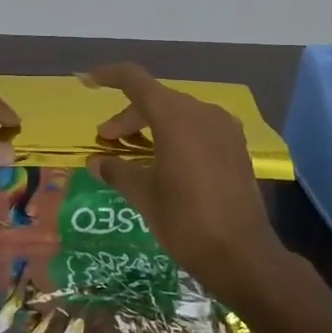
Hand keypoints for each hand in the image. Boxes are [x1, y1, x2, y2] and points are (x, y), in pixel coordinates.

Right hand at [81, 63, 285, 304]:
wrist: (243, 256)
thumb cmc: (186, 221)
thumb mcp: (143, 195)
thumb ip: (117, 170)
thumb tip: (96, 162)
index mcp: (176, 117)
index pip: (135, 81)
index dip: (109, 76)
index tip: (88, 81)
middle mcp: (202, 112)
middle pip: (156, 99)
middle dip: (128, 117)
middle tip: (106, 141)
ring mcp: (224, 128)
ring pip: (178, 114)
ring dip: (151, 126)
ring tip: (132, 152)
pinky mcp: (236, 147)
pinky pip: (198, 128)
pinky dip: (175, 135)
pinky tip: (164, 160)